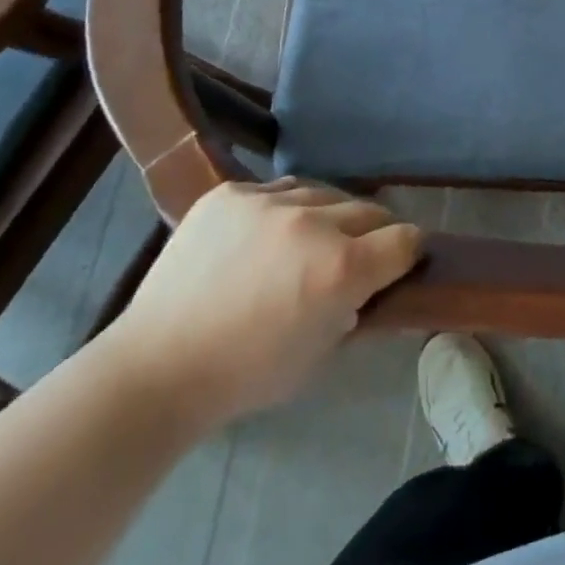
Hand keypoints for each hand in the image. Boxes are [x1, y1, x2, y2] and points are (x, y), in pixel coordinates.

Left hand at [102, 179, 422, 432]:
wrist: (156, 367)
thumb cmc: (246, 375)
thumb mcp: (321, 353)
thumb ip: (355, 308)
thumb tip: (368, 282)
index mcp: (342, 268)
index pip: (406, 238)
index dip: (408, 252)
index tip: (399, 263)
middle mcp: (314, 223)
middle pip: (371, 211)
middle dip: (371, 236)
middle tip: (352, 259)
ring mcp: (269, 202)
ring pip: (325, 193)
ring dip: (327, 218)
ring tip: (305, 243)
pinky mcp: (232, 192)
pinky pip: (277, 190)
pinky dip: (282, 211)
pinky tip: (264, 236)